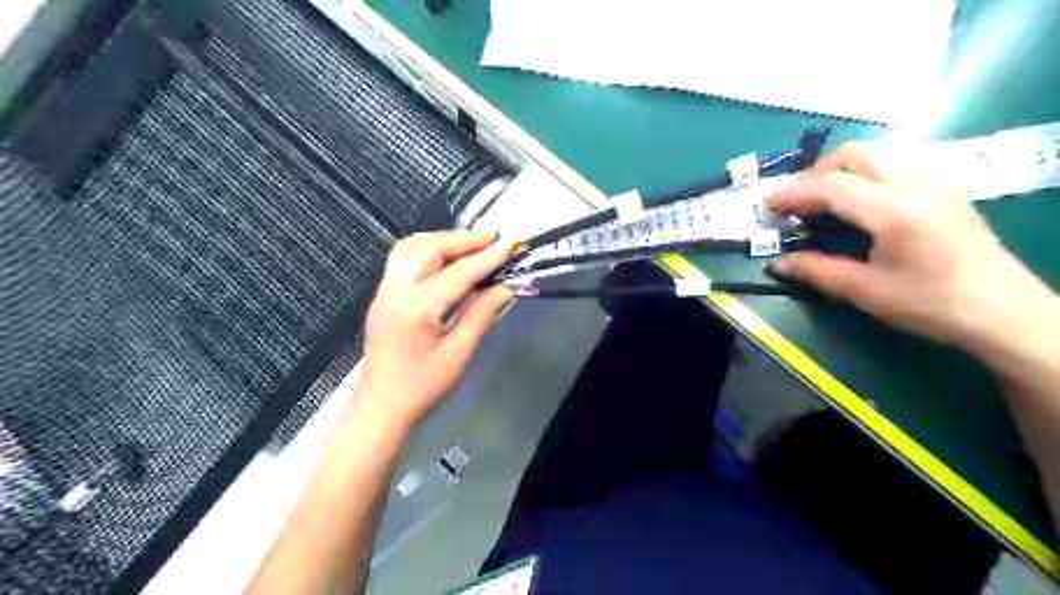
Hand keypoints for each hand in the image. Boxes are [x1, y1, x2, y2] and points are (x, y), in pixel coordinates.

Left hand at [351, 231, 510, 431]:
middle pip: (430, 248)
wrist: (382, 407)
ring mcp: (385, 290)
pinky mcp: (382, 295)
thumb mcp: (460, 352)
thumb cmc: (424, 386)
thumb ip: (483, 313)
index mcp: (418, 307)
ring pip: (411, 247)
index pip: (458, 272)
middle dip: (463, 239)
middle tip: (493, 238)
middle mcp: (396, 289)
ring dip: (442, 239)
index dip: (487, 257)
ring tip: (471, 243)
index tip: (510, 245)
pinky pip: (402, 257)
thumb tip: (507, 286)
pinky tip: (445, 256)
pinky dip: (426, 248)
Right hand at [768, 141, 1045, 346]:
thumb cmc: (930, 304)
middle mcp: (915, 183)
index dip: (793, 194)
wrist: (1002, 311)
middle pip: (854, 155)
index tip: (769, 206)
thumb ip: (817, 271)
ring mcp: (934, 181)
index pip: (831, 186)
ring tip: (823, 200)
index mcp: (893, 209)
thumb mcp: (865, 291)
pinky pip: (895, 164)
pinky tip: (858, 203)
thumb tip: (778, 263)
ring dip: (840, 170)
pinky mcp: (945, 188)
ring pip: (877, 154)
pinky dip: (864, 174)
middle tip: (797, 201)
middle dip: (816, 173)